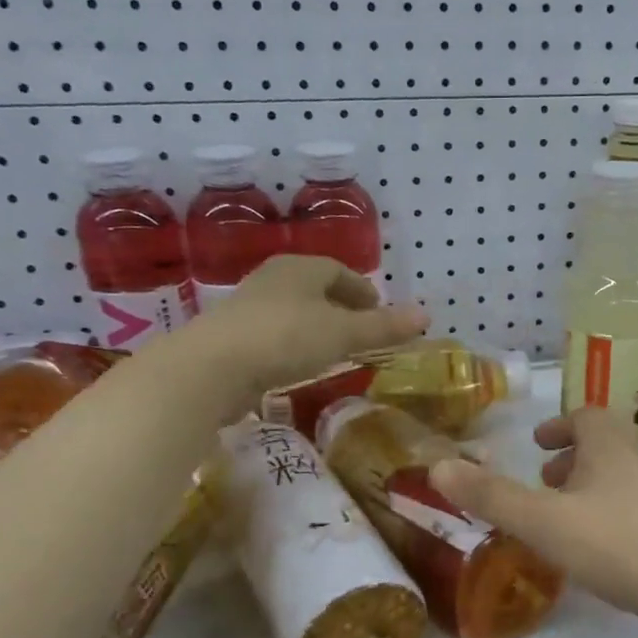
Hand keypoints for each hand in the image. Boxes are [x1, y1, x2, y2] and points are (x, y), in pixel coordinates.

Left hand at [164, 256, 427, 413]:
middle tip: (362, 330)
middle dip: (340, 308)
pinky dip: (294, 346)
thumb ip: (383, 327)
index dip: (362, 289)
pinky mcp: (231, 338)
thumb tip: (426, 315)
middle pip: (315, 289)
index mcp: (300, 268)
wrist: (211, 368)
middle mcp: (272, 280)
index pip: (339, 270)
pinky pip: (274, 336)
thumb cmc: (285, 339)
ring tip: (334, 350)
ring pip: (293, 312)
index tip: (379, 310)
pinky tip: (299, 367)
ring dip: (316, 328)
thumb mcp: (343, 334)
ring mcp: (247, 308)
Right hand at [430, 405, 637, 624]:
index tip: (538, 447)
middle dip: (573, 460)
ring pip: (625, 477)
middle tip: (547, 484)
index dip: (558, 428)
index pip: (584, 416)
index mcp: (610, 443)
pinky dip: (618, 515)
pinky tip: (610, 553)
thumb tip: (435, 465)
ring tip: (571, 522)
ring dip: (595, 489)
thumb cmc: (618, 543)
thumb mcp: (543, 521)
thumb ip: (491, 496)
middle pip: (606, 446)